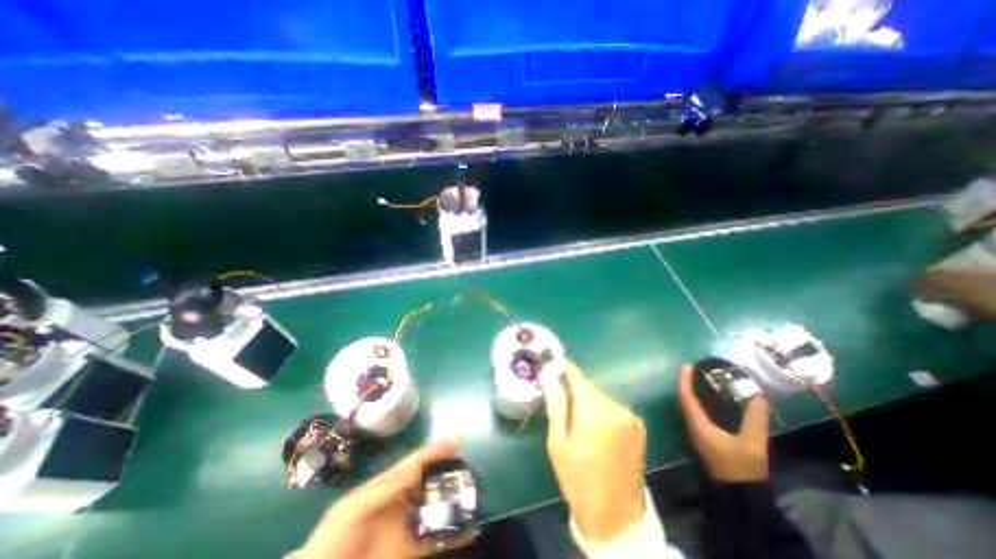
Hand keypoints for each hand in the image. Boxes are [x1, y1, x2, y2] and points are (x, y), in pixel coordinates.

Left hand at [292, 441, 471, 558]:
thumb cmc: (335, 539)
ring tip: (477, 494)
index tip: (458, 439)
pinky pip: (436, 539)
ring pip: (437, 506)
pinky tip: (472, 530)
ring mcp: (408, 525)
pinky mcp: (411, 551)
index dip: (437, 449)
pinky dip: (455, 535)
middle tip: (472, 467)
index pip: (418, 461)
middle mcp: (403, 499)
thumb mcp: (359, 505)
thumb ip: (390, 484)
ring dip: (456, 500)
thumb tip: (420, 461)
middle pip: (431, 480)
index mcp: (389, 484)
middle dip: (451, 472)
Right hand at [541, 361, 651, 543]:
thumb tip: (548, 376)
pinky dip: (601, 410)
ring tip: (576, 418)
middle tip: (560, 398)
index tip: (554, 363)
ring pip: (601, 397)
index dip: (565, 368)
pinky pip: (613, 407)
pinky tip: (594, 427)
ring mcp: (630, 416)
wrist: (616, 518)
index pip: (577, 377)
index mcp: (595, 412)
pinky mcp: (638, 426)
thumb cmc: (578, 480)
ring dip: (588, 401)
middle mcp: (616, 408)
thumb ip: (556, 405)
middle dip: (574, 389)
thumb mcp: (558, 443)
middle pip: (589, 387)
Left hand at [677, 364, 769, 482]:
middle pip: (685, 400)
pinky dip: (700, 403)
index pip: (686, 397)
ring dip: (692, 393)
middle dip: (687, 384)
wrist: (741, 496)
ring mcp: (697, 433)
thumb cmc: (742, 469)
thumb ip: (755, 419)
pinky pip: (697, 414)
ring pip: (690, 407)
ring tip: (701, 380)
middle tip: (694, 370)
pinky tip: (711, 401)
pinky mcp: (705, 438)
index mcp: (698, 424)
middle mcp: (693, 426)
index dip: (685, 381)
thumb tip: (758, 395)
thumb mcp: (752, 444)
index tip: (686, 366)